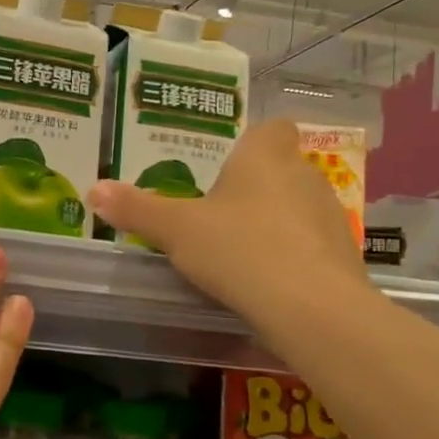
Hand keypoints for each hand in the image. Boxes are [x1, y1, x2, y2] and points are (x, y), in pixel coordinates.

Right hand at [85, 117, 374, 323]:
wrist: (312, 310)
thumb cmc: (239, 250)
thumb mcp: (176, 230)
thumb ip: (136, 208)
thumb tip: (93, 189)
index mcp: (265, 157)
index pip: (272, 128)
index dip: (253, 141)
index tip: (228, 165)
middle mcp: (304, 176)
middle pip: (281, 169)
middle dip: (255, 187)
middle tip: (219, 214)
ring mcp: (330, 215)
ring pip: (299, 207)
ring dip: (276, 222)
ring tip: (241, 251)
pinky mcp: (344, 255)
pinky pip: (312, 245)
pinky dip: (294, 256)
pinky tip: (269, 281)